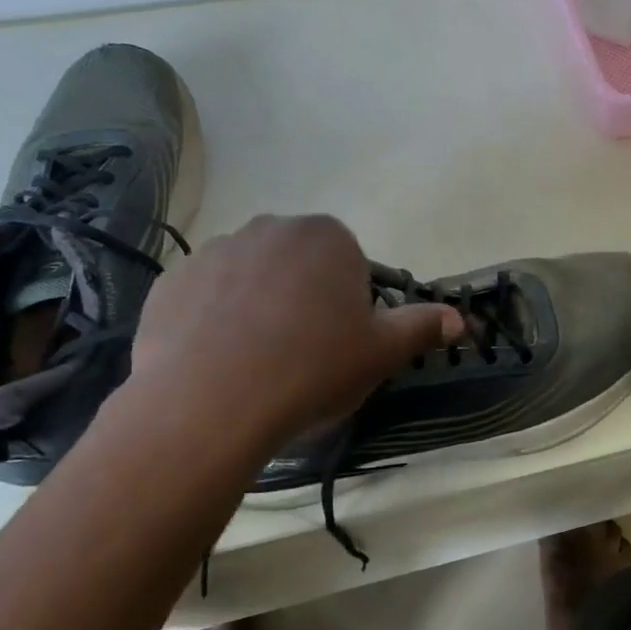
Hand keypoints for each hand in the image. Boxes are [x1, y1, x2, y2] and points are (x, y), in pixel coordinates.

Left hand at [129, 214, 461, 448]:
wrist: (211, 401)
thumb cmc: (313, 367)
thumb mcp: (382, 352)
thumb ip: (422, 327)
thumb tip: (460, 319)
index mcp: (327, 237)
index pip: (350, 264)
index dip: (350, 306)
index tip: (342, 344)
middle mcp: (269, 228)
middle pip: (299, 266)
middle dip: (305, 300)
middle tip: (304, 354)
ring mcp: (214, 251)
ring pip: (252, 279)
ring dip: (259, 308)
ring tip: (257, 363)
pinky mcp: (170, 281)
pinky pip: (206, 297)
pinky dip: (215, 320)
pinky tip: (218, 361)